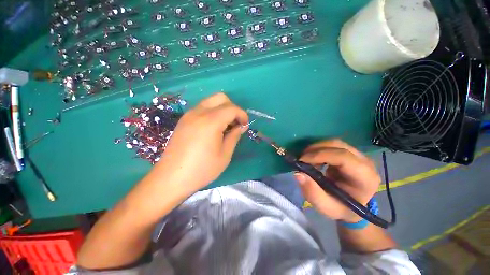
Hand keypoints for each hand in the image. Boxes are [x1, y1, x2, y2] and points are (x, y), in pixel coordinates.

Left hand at [154, 92, 248, 193]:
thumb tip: (241, 126)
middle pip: (220, 98)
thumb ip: (234, 136)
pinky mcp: (184, 120)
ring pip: (210, 101)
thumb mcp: (225, 154)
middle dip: (232, 108)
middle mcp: (199, 112)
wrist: (172, 178)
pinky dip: (212, 112)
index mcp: (211, 121)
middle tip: (235, 123)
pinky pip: (202, 108)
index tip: (245, 125)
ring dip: (222, 109)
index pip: (232, 108)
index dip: (242, 115)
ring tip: (225, 126)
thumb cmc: (202, 169)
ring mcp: (189, 115)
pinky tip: (213, 128)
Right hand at [294, 140, 380, 222]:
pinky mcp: (350, 153)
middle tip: (301, 158)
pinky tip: (313, 159)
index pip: (343, 157)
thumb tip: (298, 173)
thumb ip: (312, 192)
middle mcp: (365, 162)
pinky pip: (332, 145)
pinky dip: (319, 149)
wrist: (352, 207)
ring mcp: (359, 155)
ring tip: (306, 159)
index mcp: (365, 178)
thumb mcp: (325, 207)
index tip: (302, 160)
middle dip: (315, 149)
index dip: (320, 155)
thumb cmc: (341, 208)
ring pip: (334, 143)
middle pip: (338, 145)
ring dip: (316, 148)